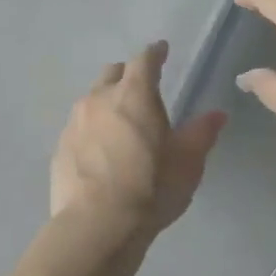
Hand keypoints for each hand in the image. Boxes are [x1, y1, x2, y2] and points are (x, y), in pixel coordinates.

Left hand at [50, 42, 227, 240]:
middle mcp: (99, 99)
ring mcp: (74, 122)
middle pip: (112, 74)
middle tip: (141, 89)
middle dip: (128, 75)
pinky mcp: (59, 147)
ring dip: (107, 102)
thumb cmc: (150, 189)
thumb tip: (216, 114)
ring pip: (92, 99)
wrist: (96, 226)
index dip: (155, 53)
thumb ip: (201, 133)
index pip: (144, 60)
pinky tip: (99, 150)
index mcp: (133, 95)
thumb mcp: (187, 163)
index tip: (161, 50)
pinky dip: (91, 129)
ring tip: (120, 122)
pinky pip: (78, 127)